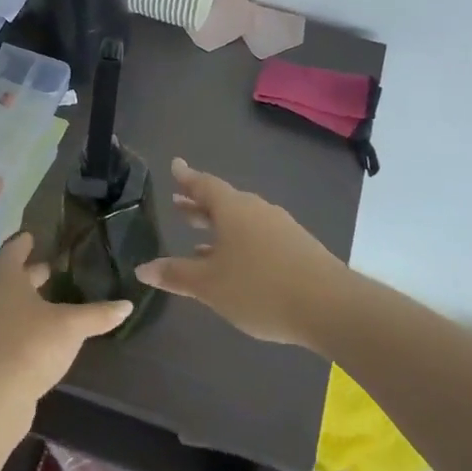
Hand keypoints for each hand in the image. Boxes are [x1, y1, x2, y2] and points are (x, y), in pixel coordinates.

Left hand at [0, 232, 131, 400]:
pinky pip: (15, 335)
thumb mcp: (72, 326)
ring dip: (32, 303)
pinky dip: (31, 329)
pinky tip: (50, 338)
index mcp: (10, 287)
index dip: (21, 245)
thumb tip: (127, 305)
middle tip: (52, 268)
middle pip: (13, 284)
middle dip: (32, 275)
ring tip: (56, 303)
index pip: (11, 256)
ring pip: (14, 310)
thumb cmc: (32, 345)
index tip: (30, 236)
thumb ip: (98, 314)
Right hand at [136, 158, 350, 348]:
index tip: (175, 165)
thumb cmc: (259, 288)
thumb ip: (176, 275)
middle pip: (223, 200)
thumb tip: (142, 268)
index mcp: (233, 209)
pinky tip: (235, 263)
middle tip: (178, 203)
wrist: (329, 305)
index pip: (204, 185)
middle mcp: (256, 209)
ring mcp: (280, 226)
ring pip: (241, 219)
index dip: (187, 178)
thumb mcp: (210, 285)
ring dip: (219, 225)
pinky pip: (258, 234)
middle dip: (199, 203)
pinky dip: (239, 241)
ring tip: (199, 240)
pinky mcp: (297, 246)